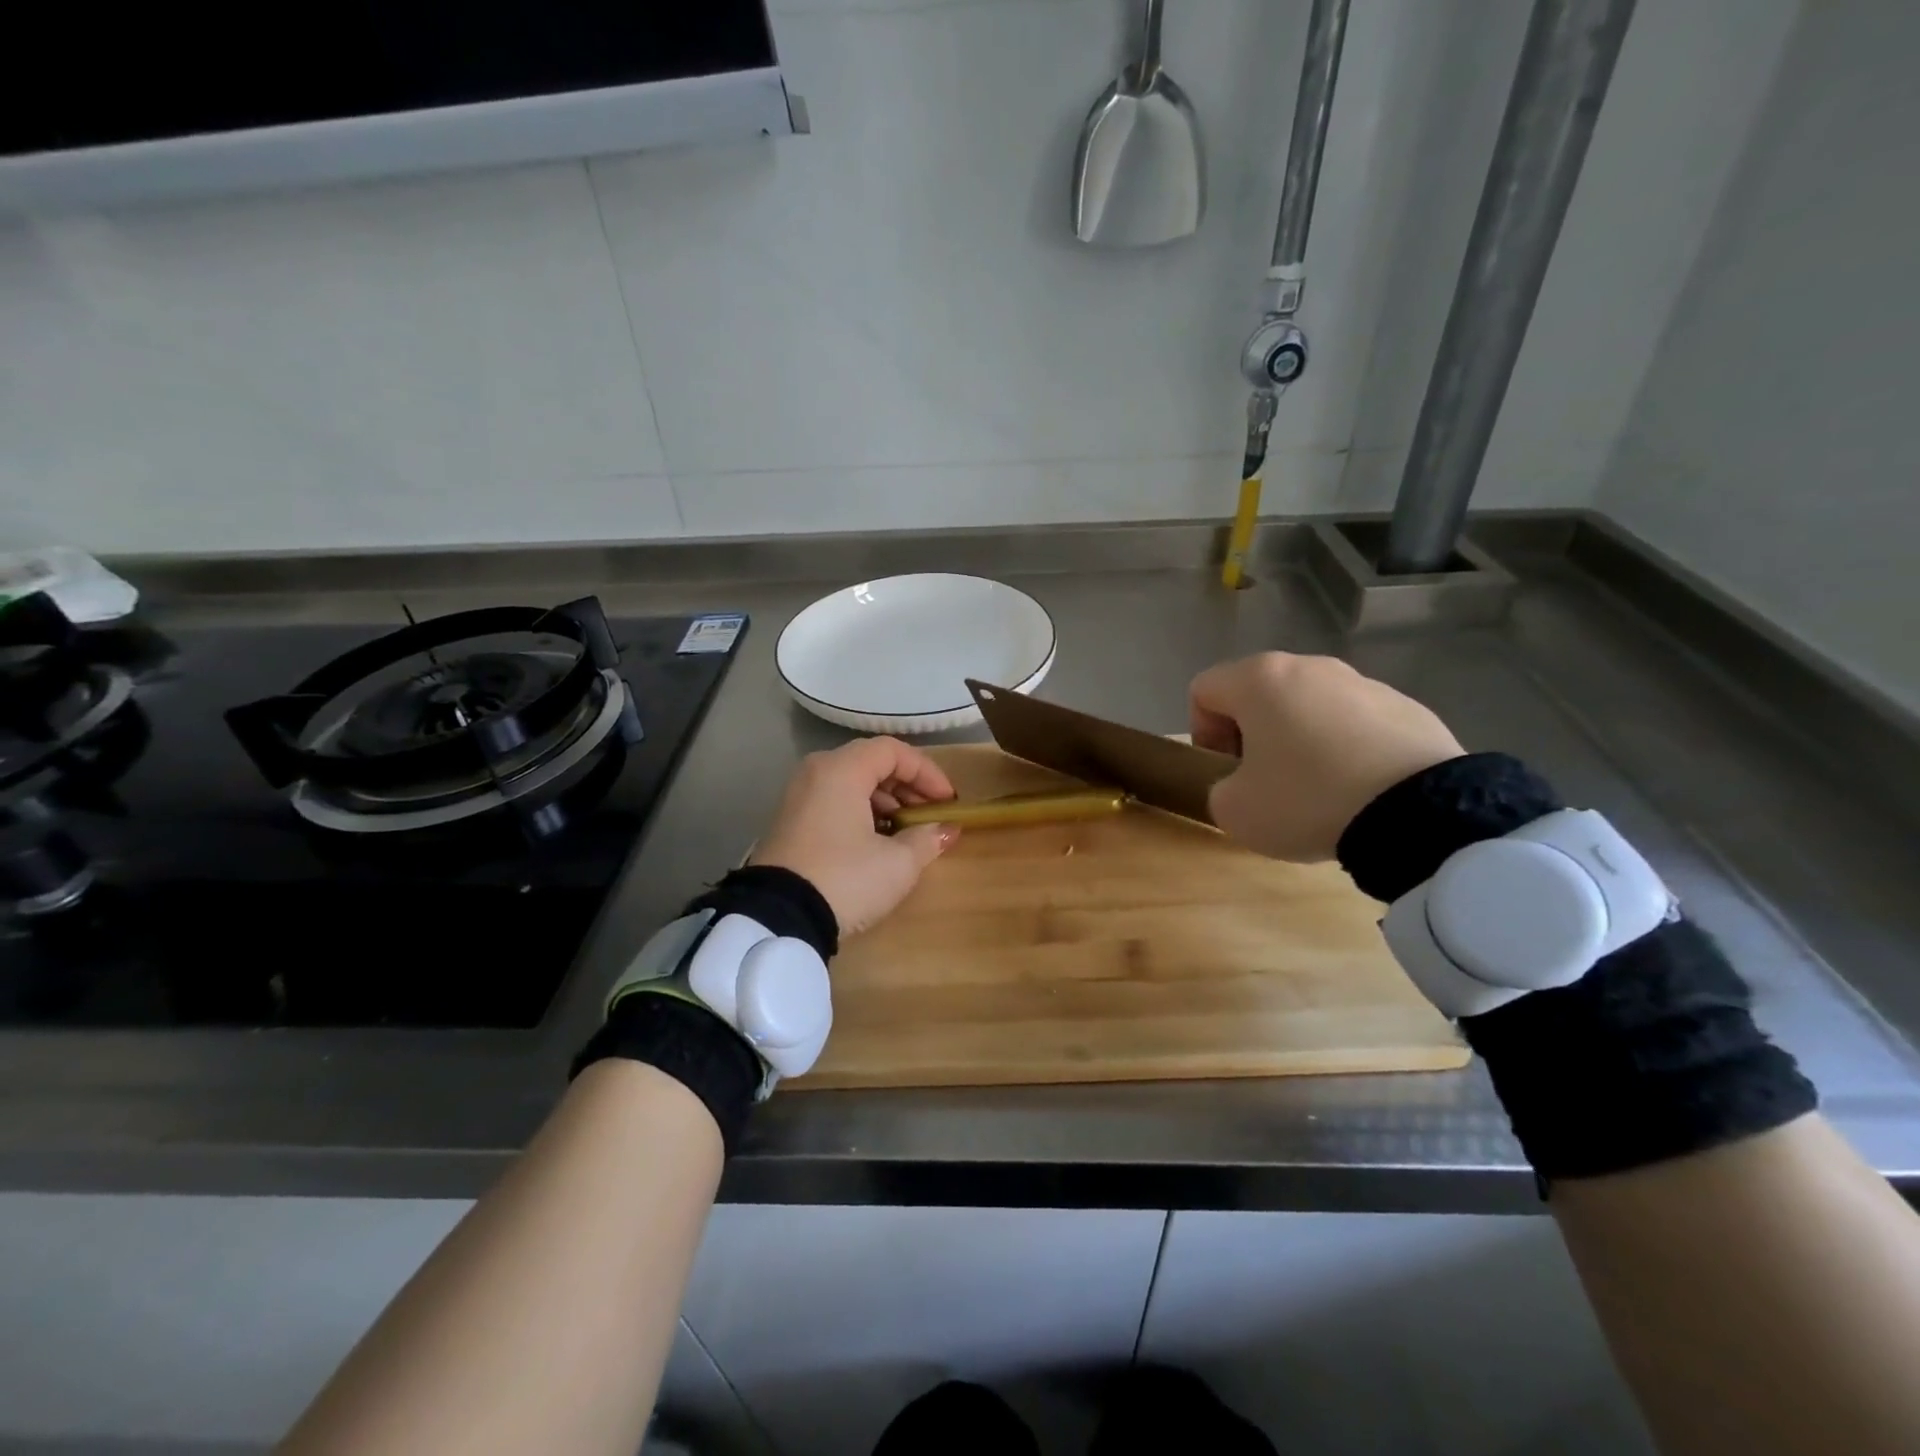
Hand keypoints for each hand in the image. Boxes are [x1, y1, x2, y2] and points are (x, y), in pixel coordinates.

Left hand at [749, 737, 959, 936]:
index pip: (893, 751)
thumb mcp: (897, 863)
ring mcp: (798, 796)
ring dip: (885, 801)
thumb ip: (927, 838)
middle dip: (907, 786)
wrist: (778, 919)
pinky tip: (877, 842)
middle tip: (929, 815)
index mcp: (841, 769)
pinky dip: (861, 812)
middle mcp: (816, 772)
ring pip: (851, 782)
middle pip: (870, 762)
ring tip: (906, 832)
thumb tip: (946, 830)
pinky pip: (833, 801)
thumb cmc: (845, 879)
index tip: (947, 802)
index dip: (927, 772)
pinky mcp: (789, 822)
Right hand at [1190, 652, 1463, 861]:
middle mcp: (1309, 667)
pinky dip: (1347, 749)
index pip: (1204, 690)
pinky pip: (1355, 723)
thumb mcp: (1234, 811)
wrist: (1420, 812)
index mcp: (1260, 680)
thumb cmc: (1306, 799)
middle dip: (1252, 734)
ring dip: (1300, 740)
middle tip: (1264, 781)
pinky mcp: (1407, 706)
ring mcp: (1363, 683)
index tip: (1225, 771)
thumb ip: (1220, 789)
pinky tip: (1361, 789)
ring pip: (1309, 707)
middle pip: (1259, 694)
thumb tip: (1242, 784)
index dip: (1202, 733)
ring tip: (1319, 790)